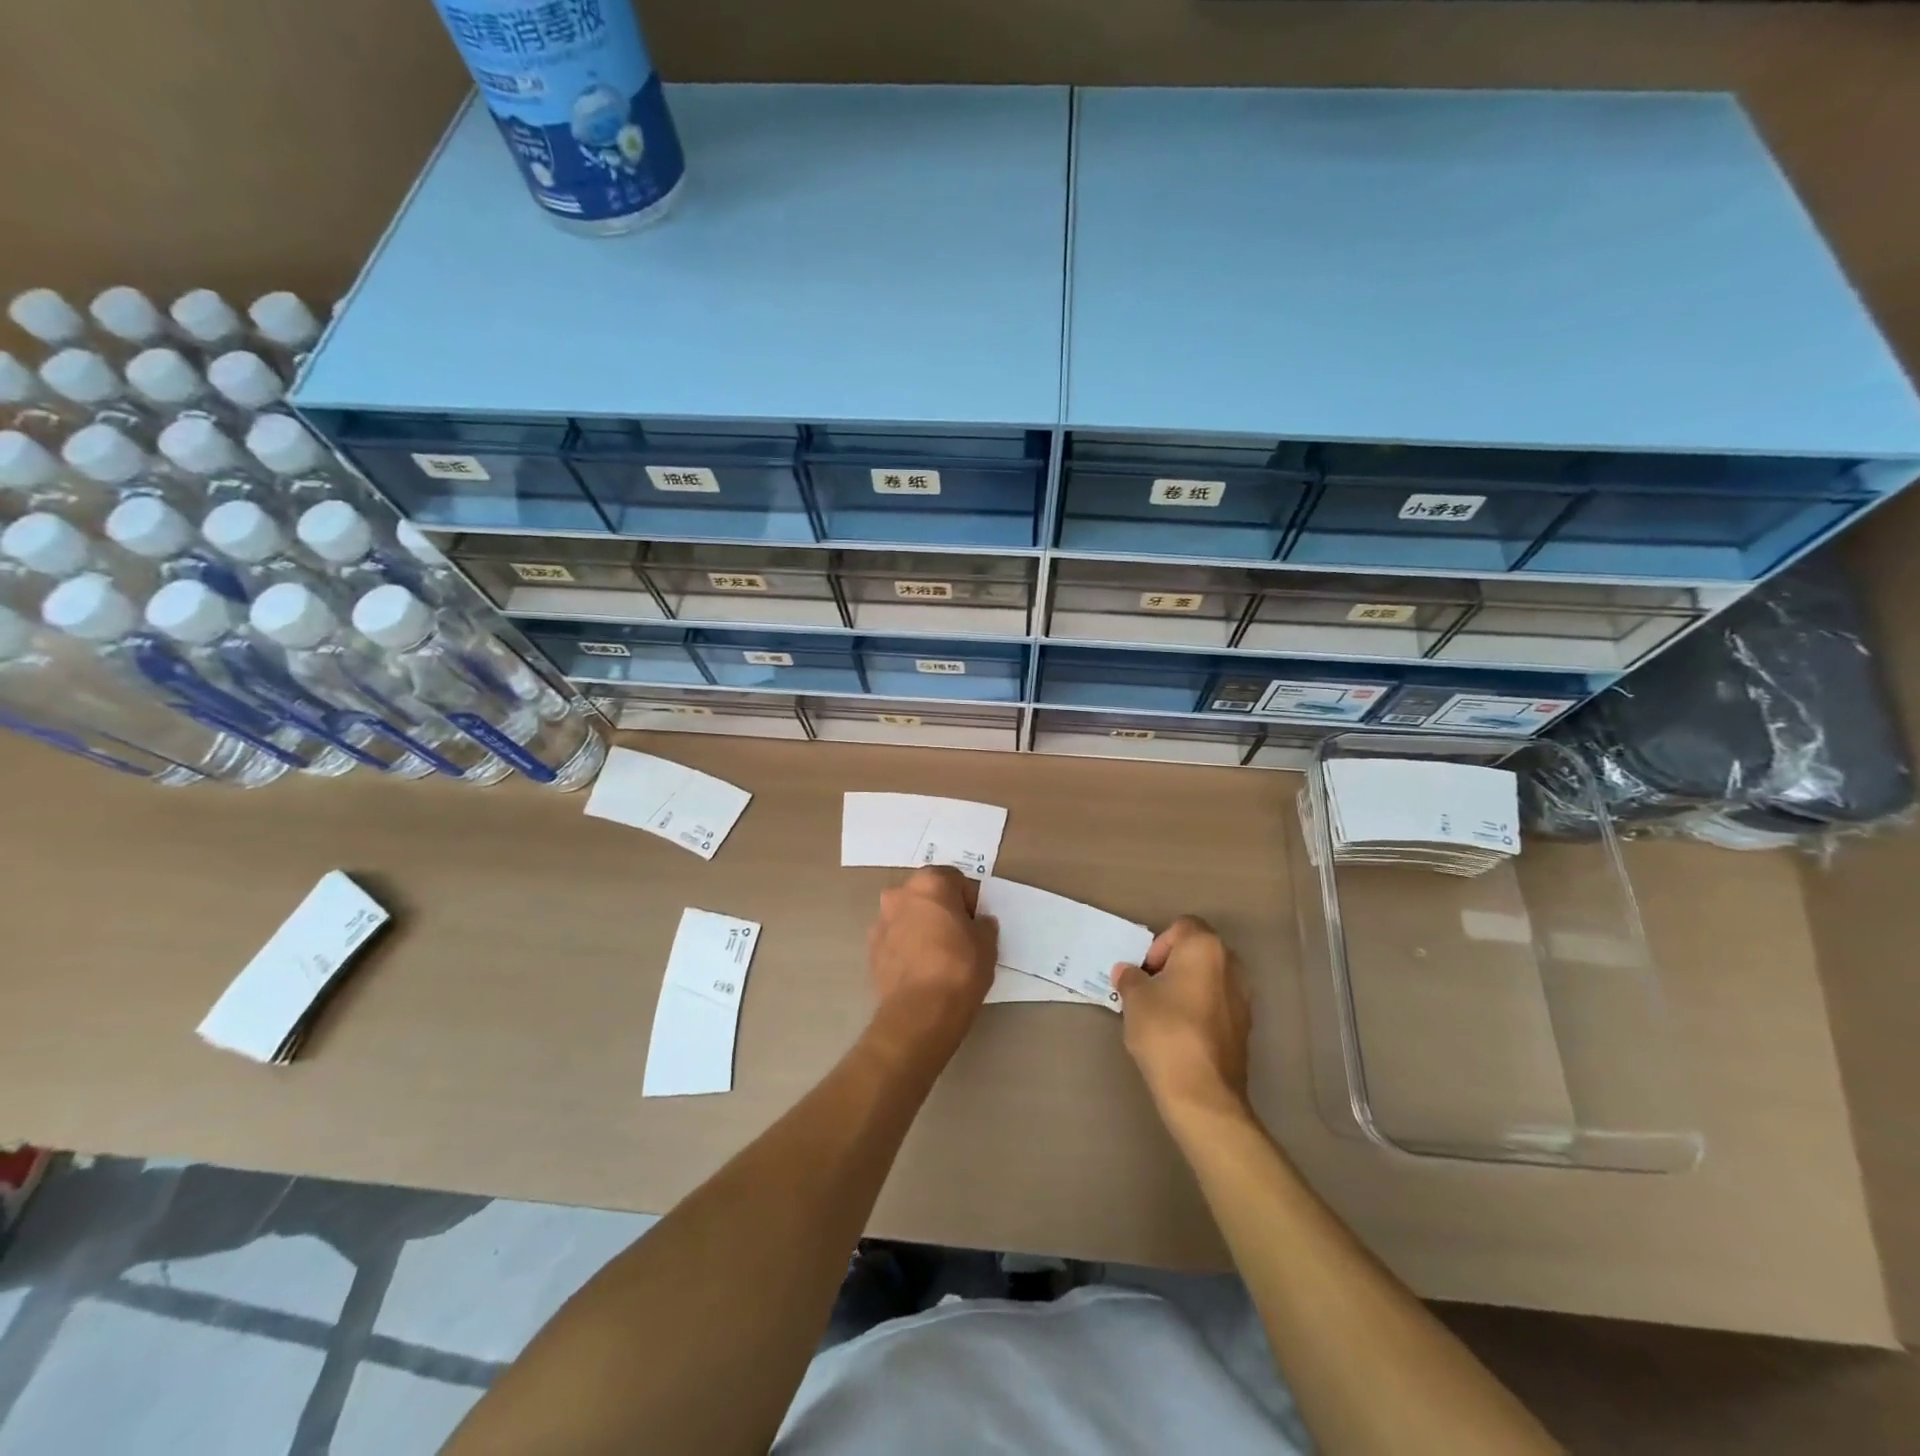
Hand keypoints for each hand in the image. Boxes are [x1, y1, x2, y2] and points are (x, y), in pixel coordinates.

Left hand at [864, 867, 996, 1066]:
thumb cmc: (960, 967)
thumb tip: (978, 923)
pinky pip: (894, 940)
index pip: (955, 879)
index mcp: (930, 883)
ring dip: (920, 927)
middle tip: (957, 936)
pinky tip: (919, 971)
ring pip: (907, 916)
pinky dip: (905, 948)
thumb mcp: (987, 943)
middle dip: (940, 909)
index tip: (975, 922)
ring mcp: (881, 922)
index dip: (968, 900)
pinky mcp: (871, 949)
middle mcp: (900, 894)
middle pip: (926, 895)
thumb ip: (983, 924)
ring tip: (936, 957)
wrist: (921, 1011)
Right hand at [1112, 916, 1250, 1123]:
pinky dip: (1200, 1010)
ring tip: (1163, 1013)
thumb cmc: (1165, 1031)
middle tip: (1150, 989)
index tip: (1145, 972)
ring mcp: (1243, 997)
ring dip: (1187, 988)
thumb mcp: (1134, 998)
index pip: (1182, 927)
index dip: (1158, 945)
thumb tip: (1128, 972)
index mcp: (1205, 948)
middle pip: (1198, 951)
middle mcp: (1231, 965)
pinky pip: (1218, 1004)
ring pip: (1209, 979)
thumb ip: (1130, 977)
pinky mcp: (1245, 1026)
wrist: (1202, 1092)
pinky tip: (1181, 1034)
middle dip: (1173, 965)